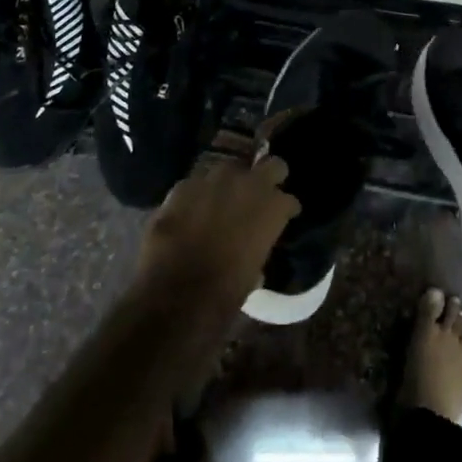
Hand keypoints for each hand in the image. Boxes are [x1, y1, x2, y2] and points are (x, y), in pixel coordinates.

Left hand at [134, 156, 298, 314]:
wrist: (172, 296)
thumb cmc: (223, 295)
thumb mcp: (252, 273)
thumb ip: (258, 247)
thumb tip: (252, 245)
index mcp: (272, 208)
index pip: (288, 200)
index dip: (285, 210)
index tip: (283, 218)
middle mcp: (247, 184)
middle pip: (271, 165)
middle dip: (270, 177)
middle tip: (262, 194)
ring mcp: (213, 180)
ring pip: (229, 169)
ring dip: (230, 184)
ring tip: (222, 202)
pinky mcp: (182, 187)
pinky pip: (196, 185)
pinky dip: (197, 196)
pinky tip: (190, 212)